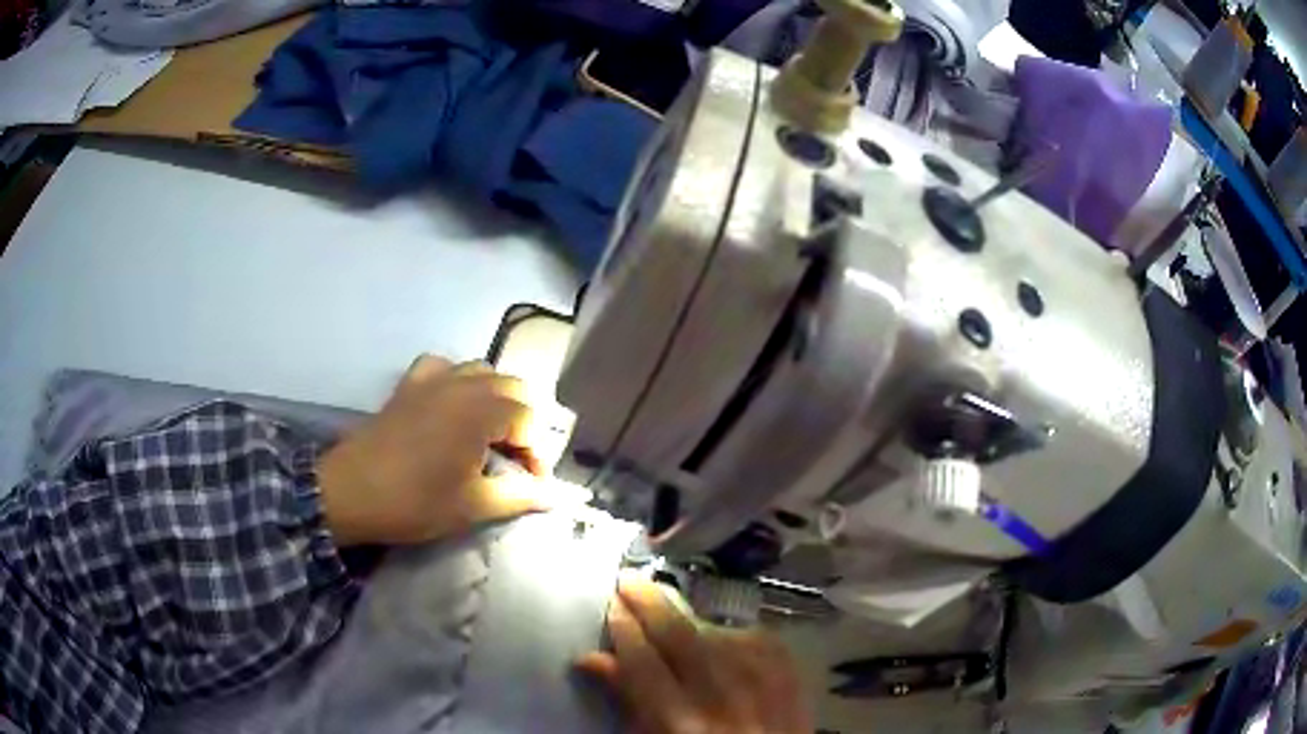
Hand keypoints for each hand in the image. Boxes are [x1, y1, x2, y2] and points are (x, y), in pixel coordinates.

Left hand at [317, 355, 546, 545]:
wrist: (351, 492)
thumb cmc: (415, 502)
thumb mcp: (472, 506)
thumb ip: (518, 496)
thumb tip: (553, 497)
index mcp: (482, 411)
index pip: (530, 421)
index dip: (537, 455)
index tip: (531, 486)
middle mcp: (462, 385)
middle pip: (513, 387)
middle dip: (522, 422)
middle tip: (514, 461)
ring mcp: (433, 380)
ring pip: (481, 371)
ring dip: (494, 399)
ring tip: (488, 435)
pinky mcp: (408, 386)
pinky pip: (442, 368)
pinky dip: (455, 381)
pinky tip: (451, 406)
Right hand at [578, 576, 811, 733]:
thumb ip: (628, 702)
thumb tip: (593, 658)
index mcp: (679, 723)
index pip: (641, 660)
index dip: (622, 627)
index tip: (610, 604)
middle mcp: (721, 696)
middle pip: (678, 634)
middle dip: (649, 602)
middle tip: (629, 581)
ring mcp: (762, 682)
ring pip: (715, 632)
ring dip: (689, 620)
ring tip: (670, 616)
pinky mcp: (791, 674)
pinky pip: (752, 636)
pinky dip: (729, 635)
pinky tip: (718, 638)